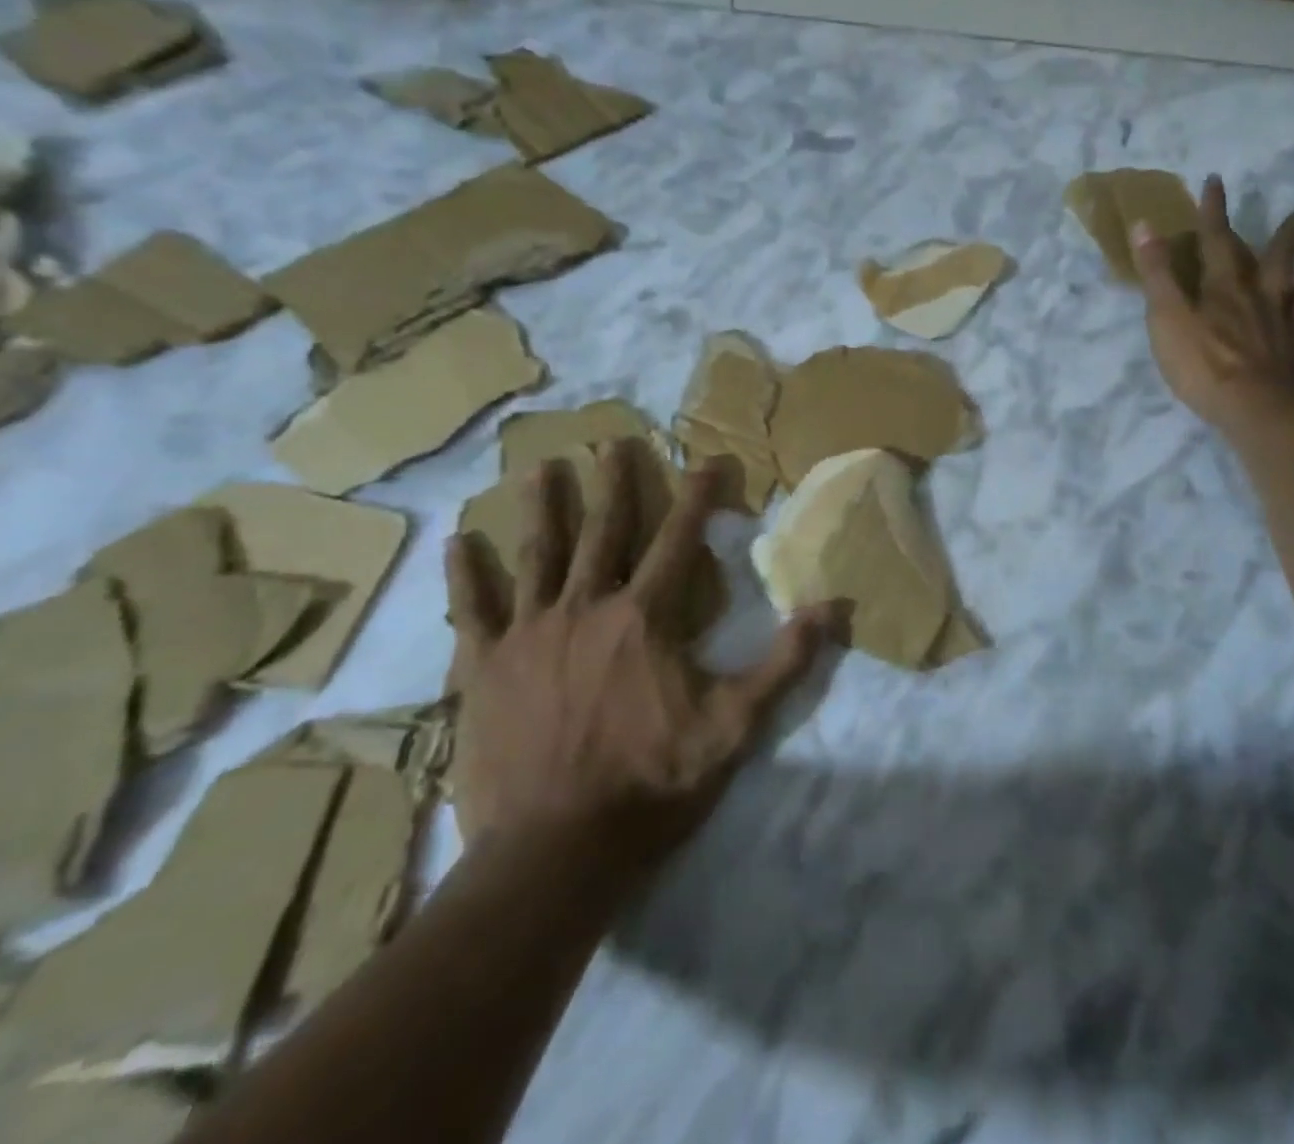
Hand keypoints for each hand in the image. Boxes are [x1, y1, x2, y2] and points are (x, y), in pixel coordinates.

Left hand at [444, 447, 833, 865]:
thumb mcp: (734, 726)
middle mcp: (586, 608)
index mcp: (645, 617)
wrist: (555, 852)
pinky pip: (472, 609)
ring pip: (537, 555)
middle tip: (612, 442)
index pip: (679, 540)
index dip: (697, 496)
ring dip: (542, 508)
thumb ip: (784, 663)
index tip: (708, 460)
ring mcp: (529, 634)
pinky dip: (466, 574)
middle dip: (614, 484)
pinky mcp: (483, 667)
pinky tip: (460, 541)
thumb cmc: (652, 783)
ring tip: (541, 467)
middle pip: (603, 531)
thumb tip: (833, 609)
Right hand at [1134, 175, 1293, 428]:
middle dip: (1284, 238)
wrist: (1255, 409)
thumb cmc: (1203, 364)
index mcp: (1226, 289)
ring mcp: (1289, 332)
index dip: (1213, 212)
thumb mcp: (1167, 316)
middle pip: (1276, 263)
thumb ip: (1157, 273)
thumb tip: (1145, 224)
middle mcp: (1263, 301)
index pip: (1216, 241)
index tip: (1216, 181)